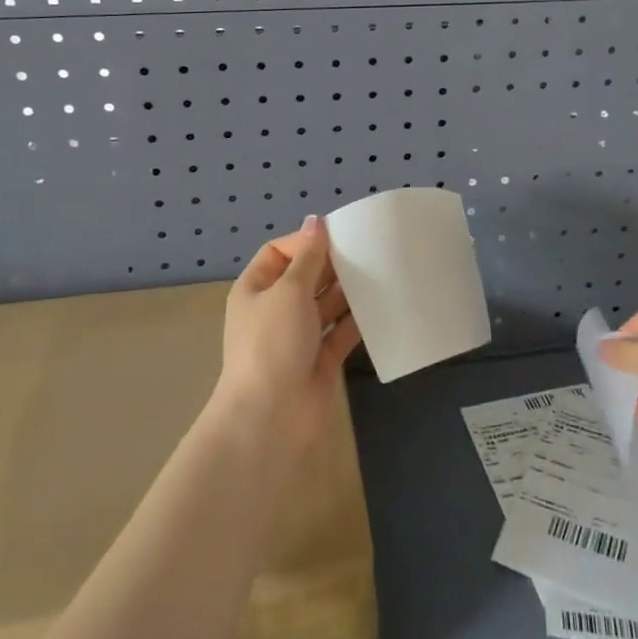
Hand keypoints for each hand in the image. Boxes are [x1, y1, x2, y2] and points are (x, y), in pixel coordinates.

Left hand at [213, 215, 361, 450]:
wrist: (271, 417)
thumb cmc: (273, 343)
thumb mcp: (289, 290)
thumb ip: (308, 256)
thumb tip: (315, 221)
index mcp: (256, 288)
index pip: (279, 252)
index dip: (306, 241)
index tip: (339, 235)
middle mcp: (276, 309)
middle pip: (306, 277)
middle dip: (332, 265)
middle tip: (368, 250)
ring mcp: (298, 336)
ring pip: (326, 304)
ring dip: (348, 291)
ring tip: (380, 272)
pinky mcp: (320, 359)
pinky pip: (341, 332)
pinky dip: (357, 320)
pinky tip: (381, 306)